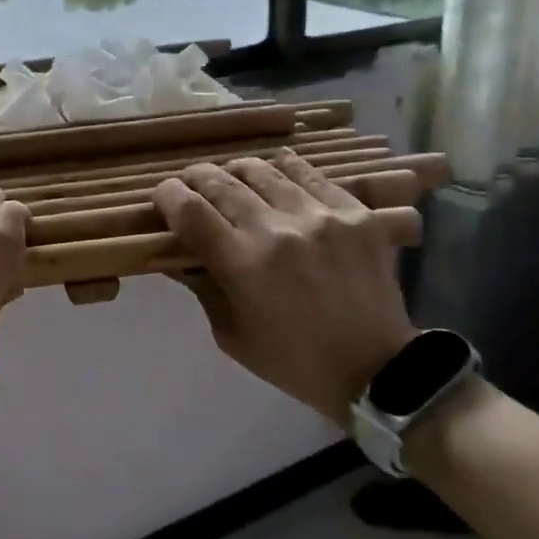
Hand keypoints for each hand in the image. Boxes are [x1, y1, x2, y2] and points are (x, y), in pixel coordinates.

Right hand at [152, 150, 415, 425]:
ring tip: (233, 180)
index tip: (163, 197)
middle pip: (221, 181)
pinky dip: (284, 171)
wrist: (375, 368)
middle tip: (191, 185)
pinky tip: (277, 176)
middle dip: (196, 178)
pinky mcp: (354, 212)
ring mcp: (320, 215)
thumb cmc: (292, 360)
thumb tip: (174, 252)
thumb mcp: (230, 334)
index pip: (189, 210)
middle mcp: (278, 229)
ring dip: (237, 172)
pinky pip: (309, 174)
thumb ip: (201, 286)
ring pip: (263, 169)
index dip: (167, 195)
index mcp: (243, 264)